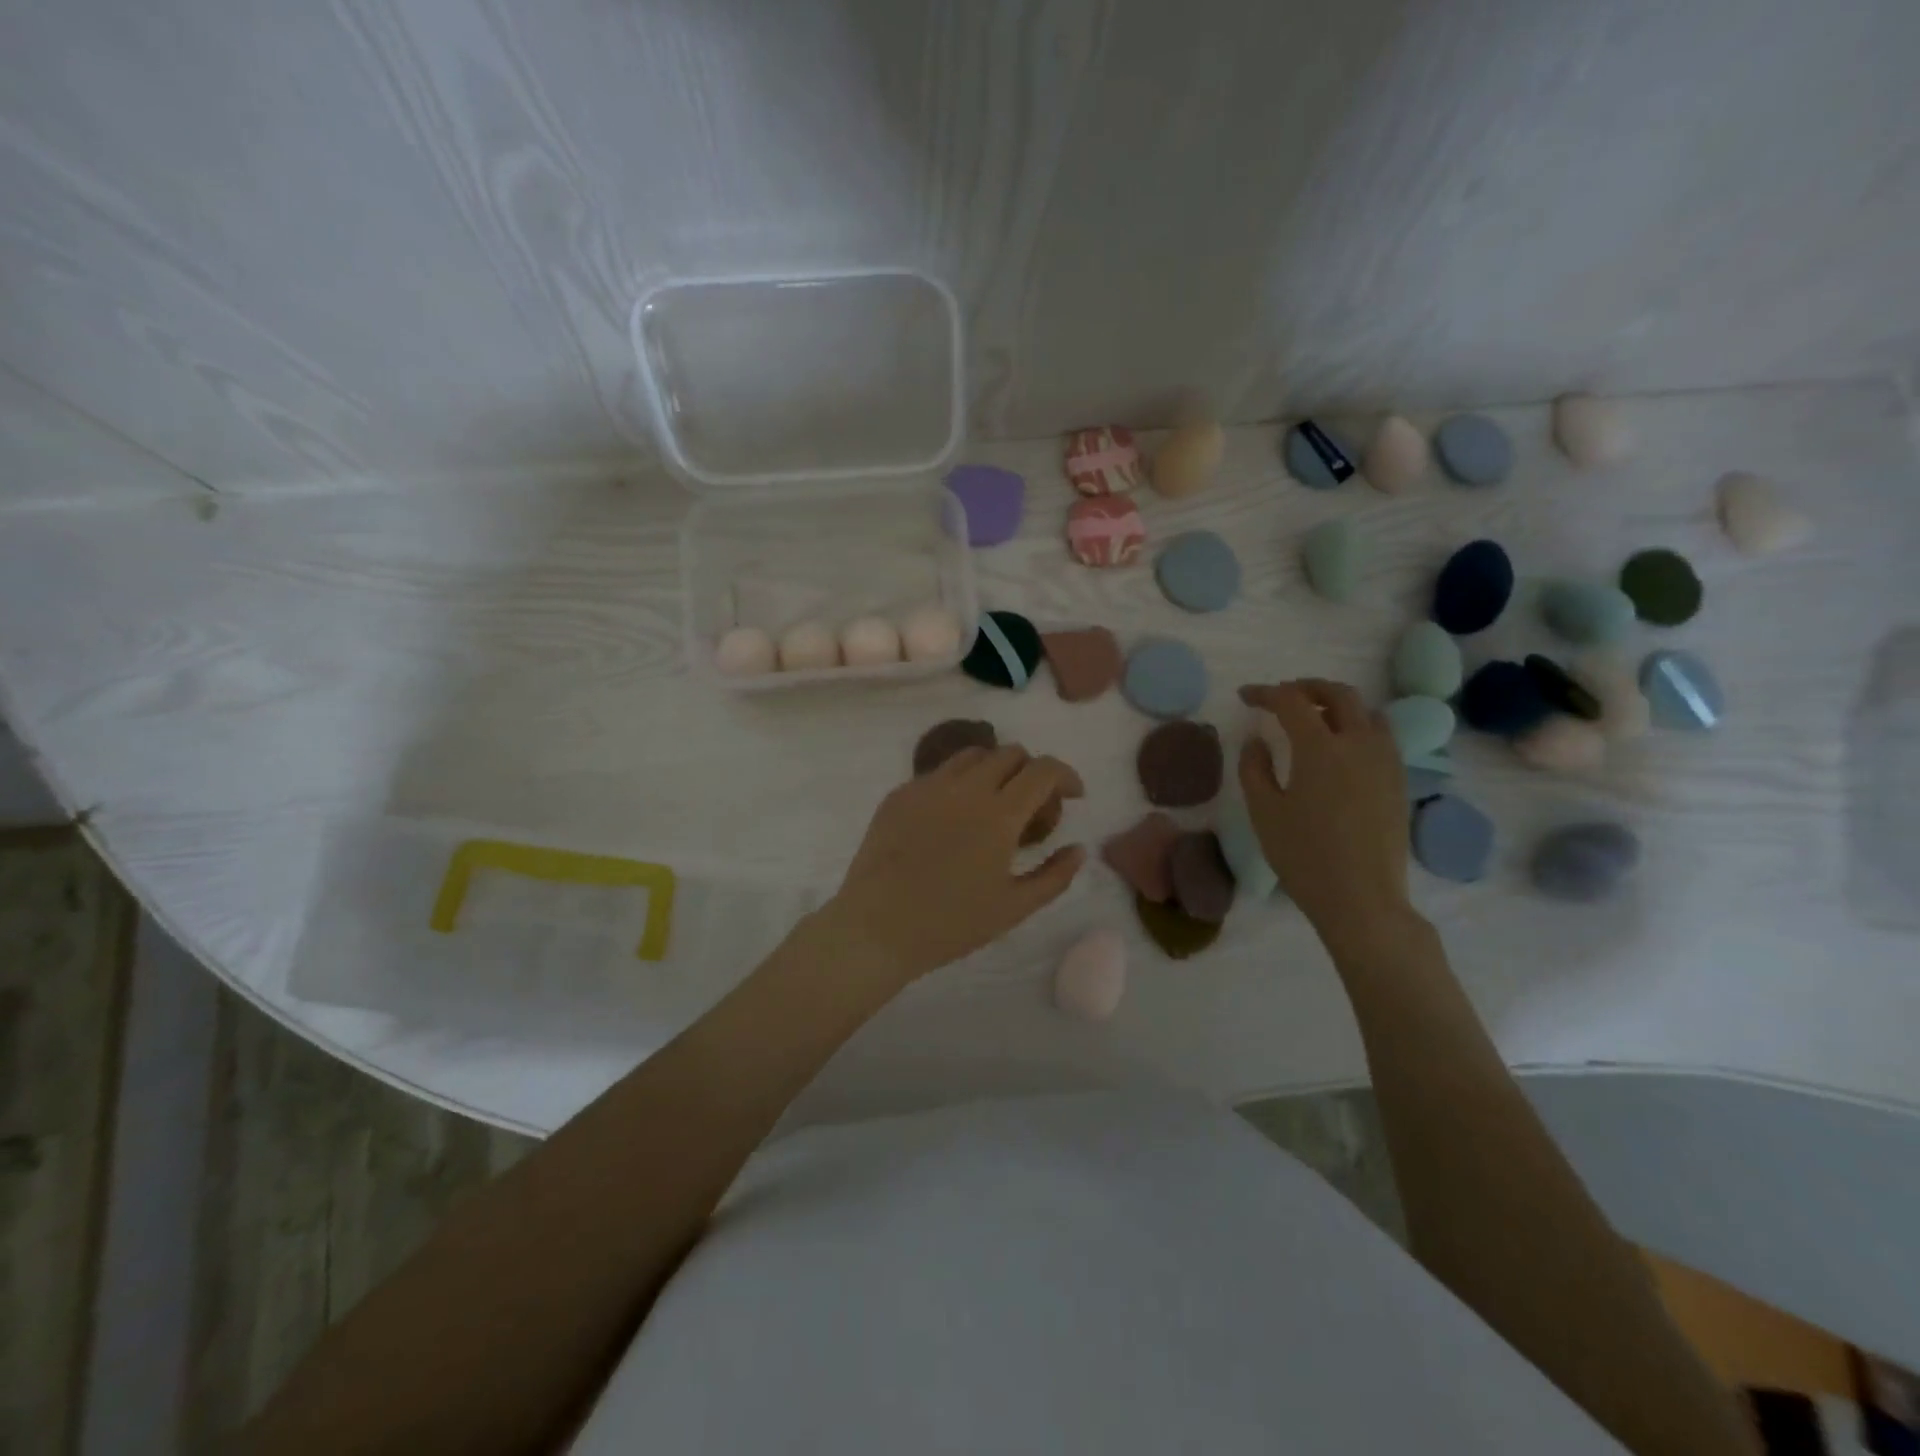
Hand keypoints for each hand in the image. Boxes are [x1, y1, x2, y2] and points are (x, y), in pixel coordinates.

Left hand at [822, 745, 1086, 984]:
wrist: (876, 927)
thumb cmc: (951, 924)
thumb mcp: (1014, 908)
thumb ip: (1055, 876)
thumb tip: (1079, 849)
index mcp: (999, 813)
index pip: (1043, 769)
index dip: (1066, 775)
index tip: (1073, 795)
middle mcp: (966, 787)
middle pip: (1010, 753)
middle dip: (1031, 771)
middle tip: (1032, 805)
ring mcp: (928, 786)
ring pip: (972, 755)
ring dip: (995, 770)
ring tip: (994, 804)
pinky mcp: (900, 794)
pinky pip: (939, 773)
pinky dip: (959, 783)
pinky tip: (953, 819)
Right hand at [1238, 679, 1410, 946]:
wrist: (1362, 899)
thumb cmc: (1303, 856)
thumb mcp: (1264, 812)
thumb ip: (1254, 768)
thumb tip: (1258, 740)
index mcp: (1319, 748)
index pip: (1291, 701)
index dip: (1265, 693)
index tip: (1246, 697)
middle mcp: (1358, 743)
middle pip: (1338, 694)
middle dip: (1306, 687)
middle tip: (1282, 696)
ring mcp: (1386, 761)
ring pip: (1367, 711)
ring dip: (1338, 703)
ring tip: (1315, 716)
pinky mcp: (1399, 780)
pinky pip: (1382, 735)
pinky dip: (1358, 725)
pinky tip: (1342, 747)